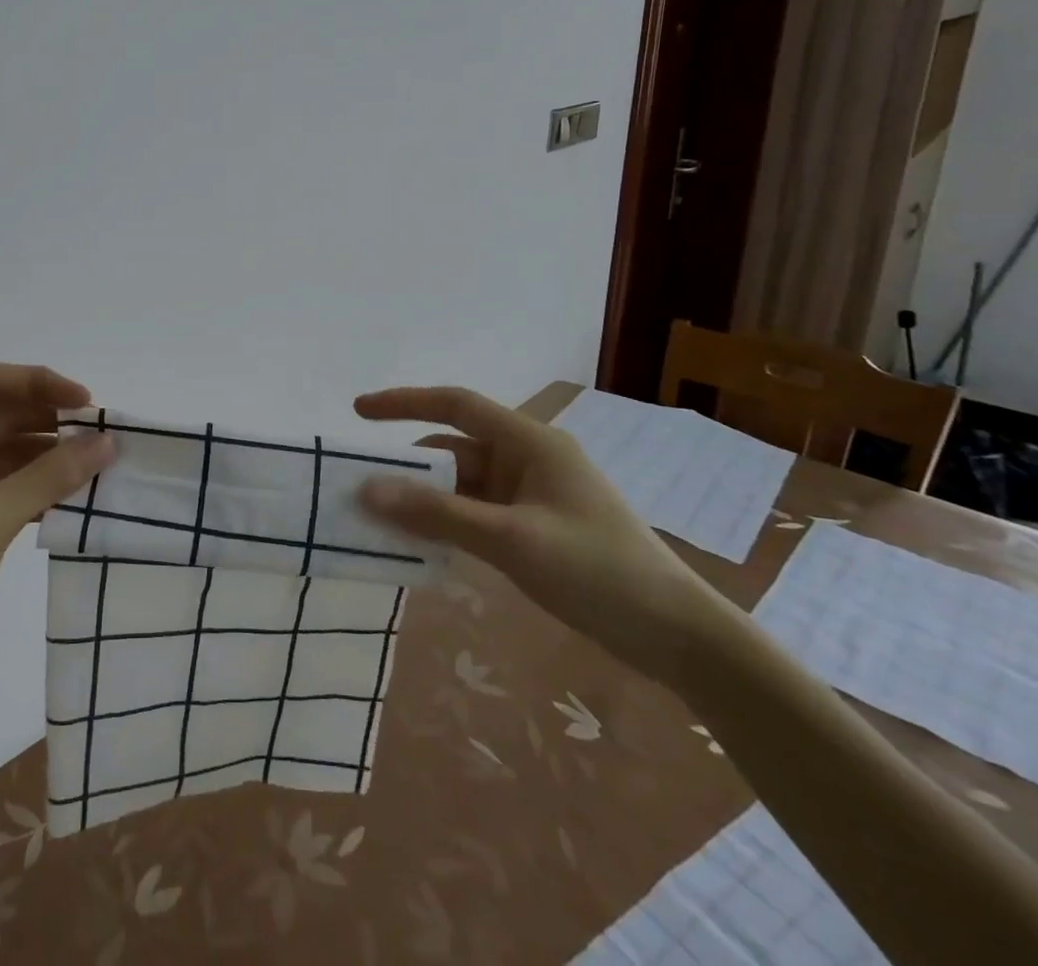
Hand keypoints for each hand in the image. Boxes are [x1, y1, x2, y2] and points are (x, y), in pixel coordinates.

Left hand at [0, 363, 114, 689]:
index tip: (85, 403)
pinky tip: (72, 495)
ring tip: (96, 462)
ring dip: (47, 453)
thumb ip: (51, 476)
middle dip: (49, 419)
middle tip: (101, 433)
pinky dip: (34, 483)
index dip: (39, 383)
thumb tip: (107, 442)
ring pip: (4, 447)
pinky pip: (1, 479)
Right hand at [354, 386, 730, 682]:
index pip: (456, 405)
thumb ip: (437, 515)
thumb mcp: (510, 539)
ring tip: (381, 522)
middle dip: (410, 467)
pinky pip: (477, 514)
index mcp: (530, 443)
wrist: (678, 636)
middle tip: (362, 487)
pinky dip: (448, 523)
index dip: (405, 403)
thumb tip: (367, 490)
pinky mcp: (535, 529)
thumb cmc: (597, 570)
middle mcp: (528, 460)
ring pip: (463, 486)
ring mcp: (532, 496)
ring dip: (427, 501)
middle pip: (454, 450)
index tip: (359, 411)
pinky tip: (422, 546)